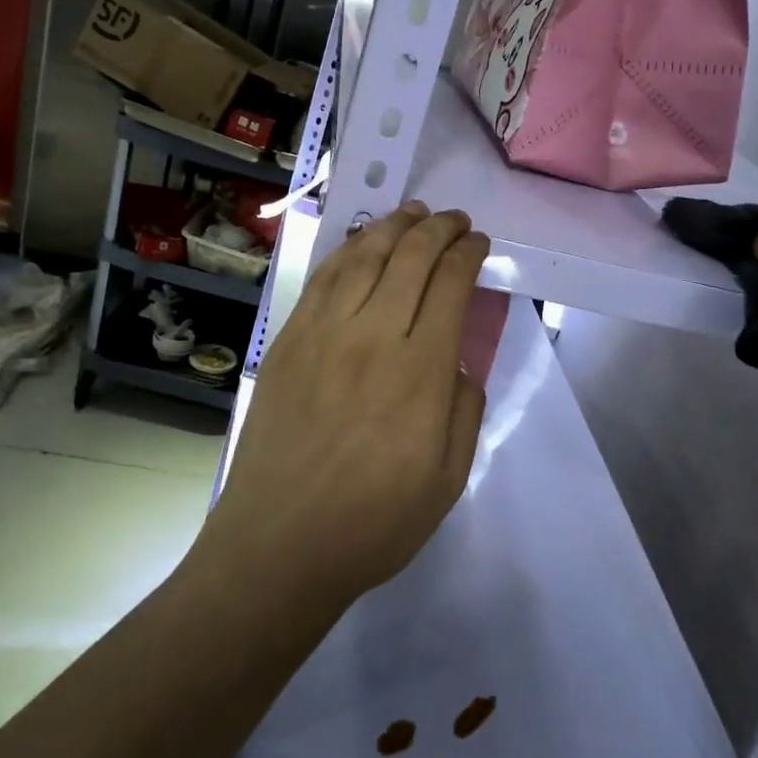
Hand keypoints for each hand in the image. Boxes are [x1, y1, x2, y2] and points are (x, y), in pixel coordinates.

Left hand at [196, 203, 489, 610]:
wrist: (279, 545)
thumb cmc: (373, 522)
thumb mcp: (449, 478)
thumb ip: (464, 408)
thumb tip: (454, 359)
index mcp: (420, 371)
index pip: (450, 285)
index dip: (468, 253)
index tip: (478, 243)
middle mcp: (372, 337)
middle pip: (410, 258)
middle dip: (438, 229)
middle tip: (454, 220)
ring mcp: (323, 334)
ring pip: (364, 257)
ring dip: (394, 226)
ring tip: (413, 212)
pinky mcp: (287, 341)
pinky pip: (322, 279)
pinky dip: (348, 250)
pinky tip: (362, 241)